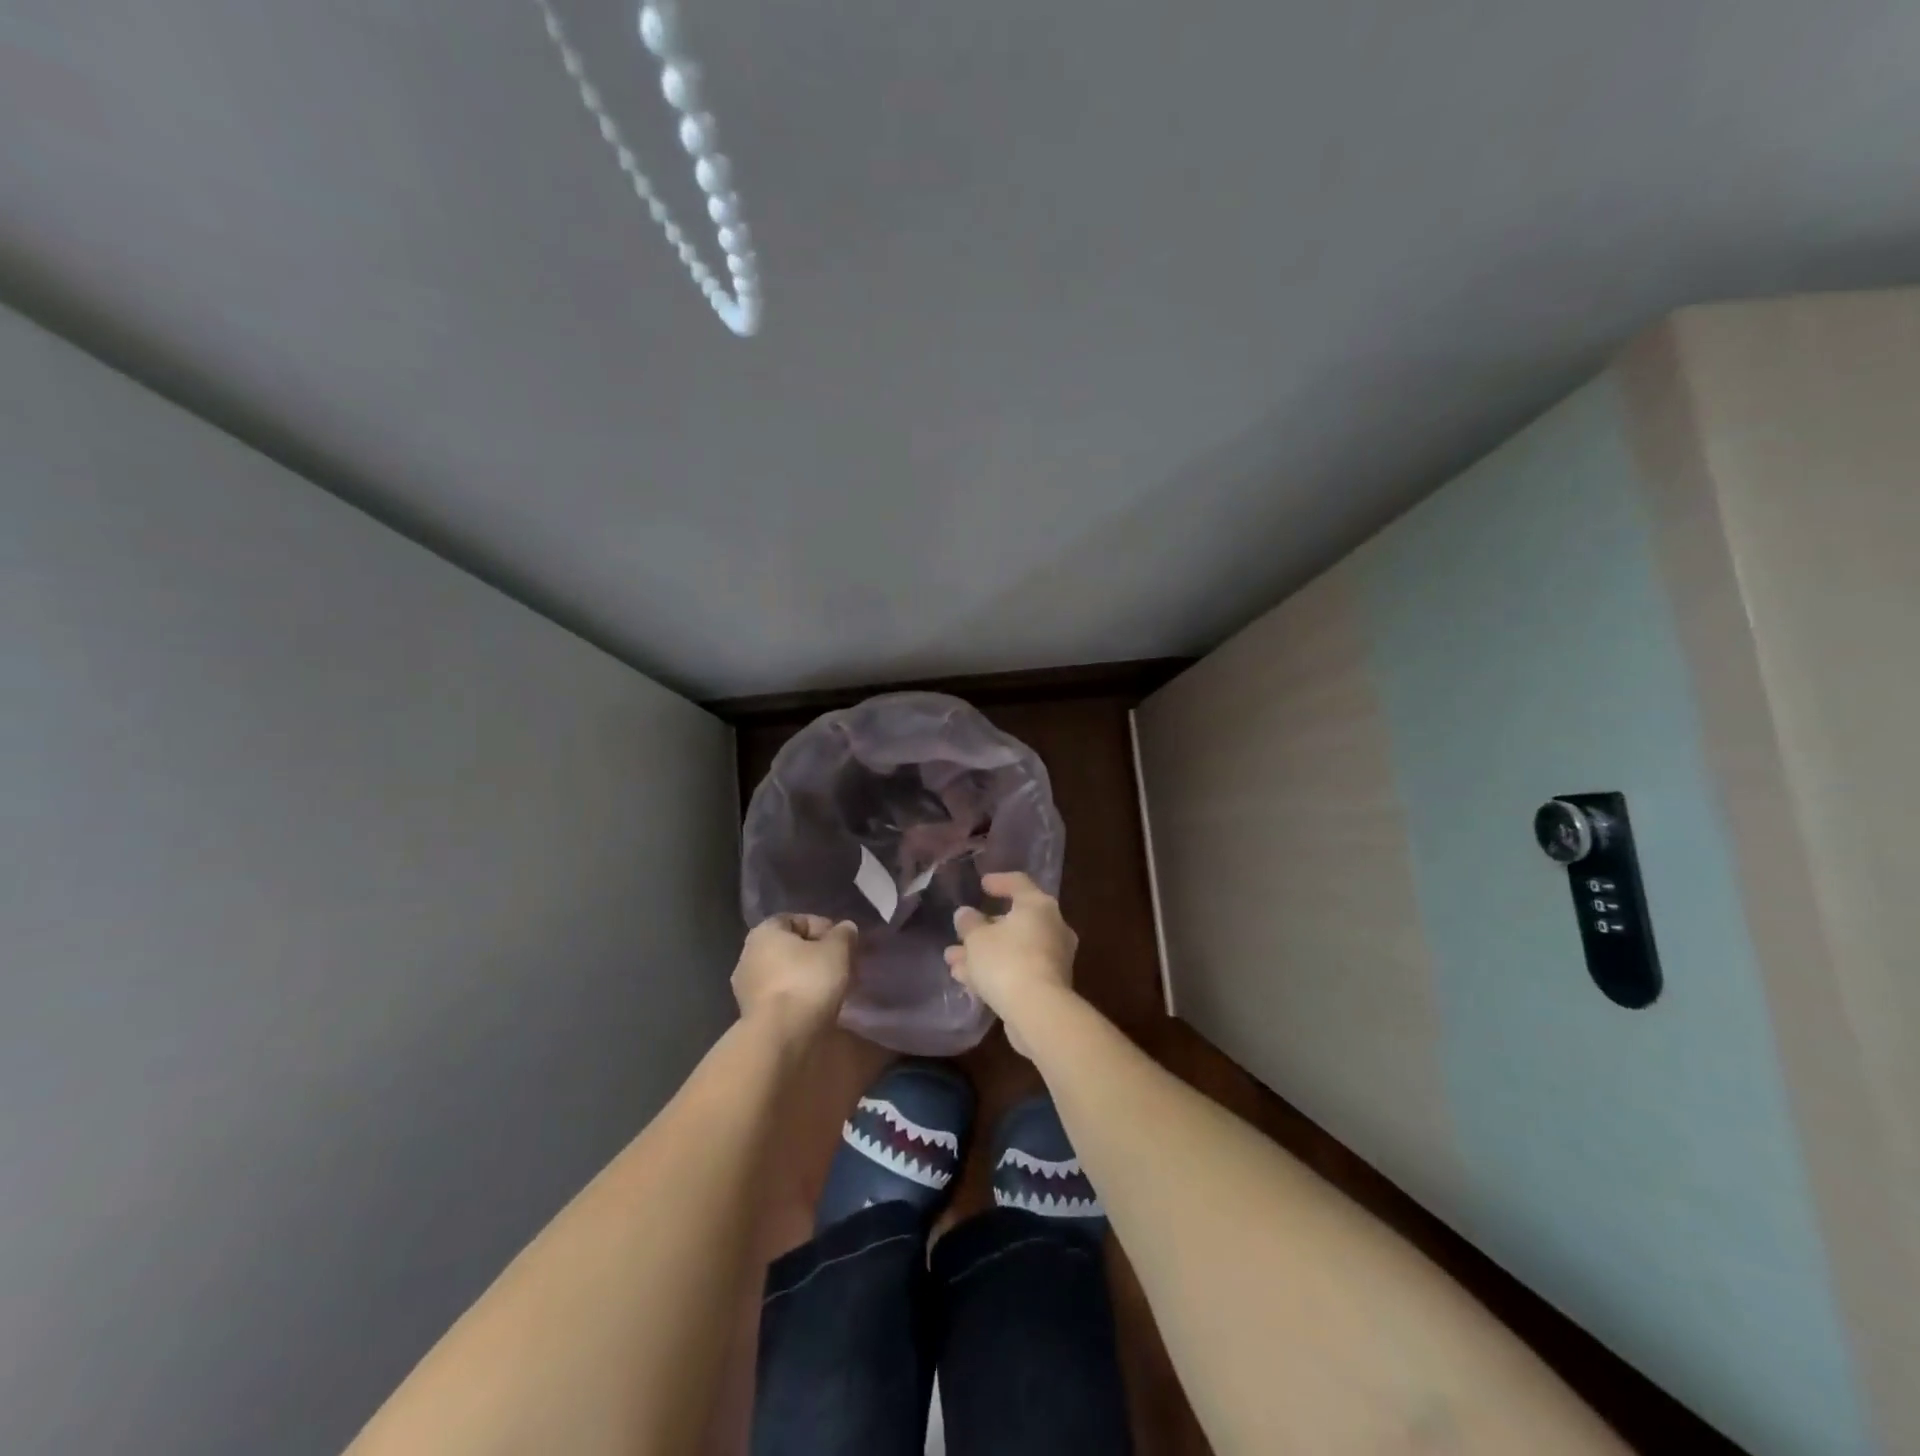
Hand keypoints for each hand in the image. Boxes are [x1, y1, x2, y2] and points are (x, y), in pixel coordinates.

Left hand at [733, 915, 855, 1039]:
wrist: (780, 1037)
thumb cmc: (808, 982)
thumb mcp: (837, 951)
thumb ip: (843, 934)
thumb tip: (845, 928)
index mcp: (764, 932)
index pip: (797, 920)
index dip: (823, 927)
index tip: (843, 943)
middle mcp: (748, 955)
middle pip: (789, 948)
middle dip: (815, 955)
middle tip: (840, 966)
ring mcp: (746, 988)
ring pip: (785, 974)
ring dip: (806, 978)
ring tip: (832, 989)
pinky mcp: (751, 1015)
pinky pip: (781, 997)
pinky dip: (798, 998)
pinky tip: (817, 1008)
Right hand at [946, 872, 1077, 1055]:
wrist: (1038, 1012)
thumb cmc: (1006, 961)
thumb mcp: (977, 938)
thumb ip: (969, 923)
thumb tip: (966, 914)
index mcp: (1038, 905)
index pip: (1019, 883)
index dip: (999, 881)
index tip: (982, 885)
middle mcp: (1052, 927)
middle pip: (1015, 920)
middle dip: (983, 929)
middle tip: (961, 932)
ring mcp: (1053, 958)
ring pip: (1013, 948)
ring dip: (983, 953)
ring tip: (953, 961)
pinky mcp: (1049, 985)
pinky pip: (1018, 969)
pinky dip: (996, 970)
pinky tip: (968, 980)